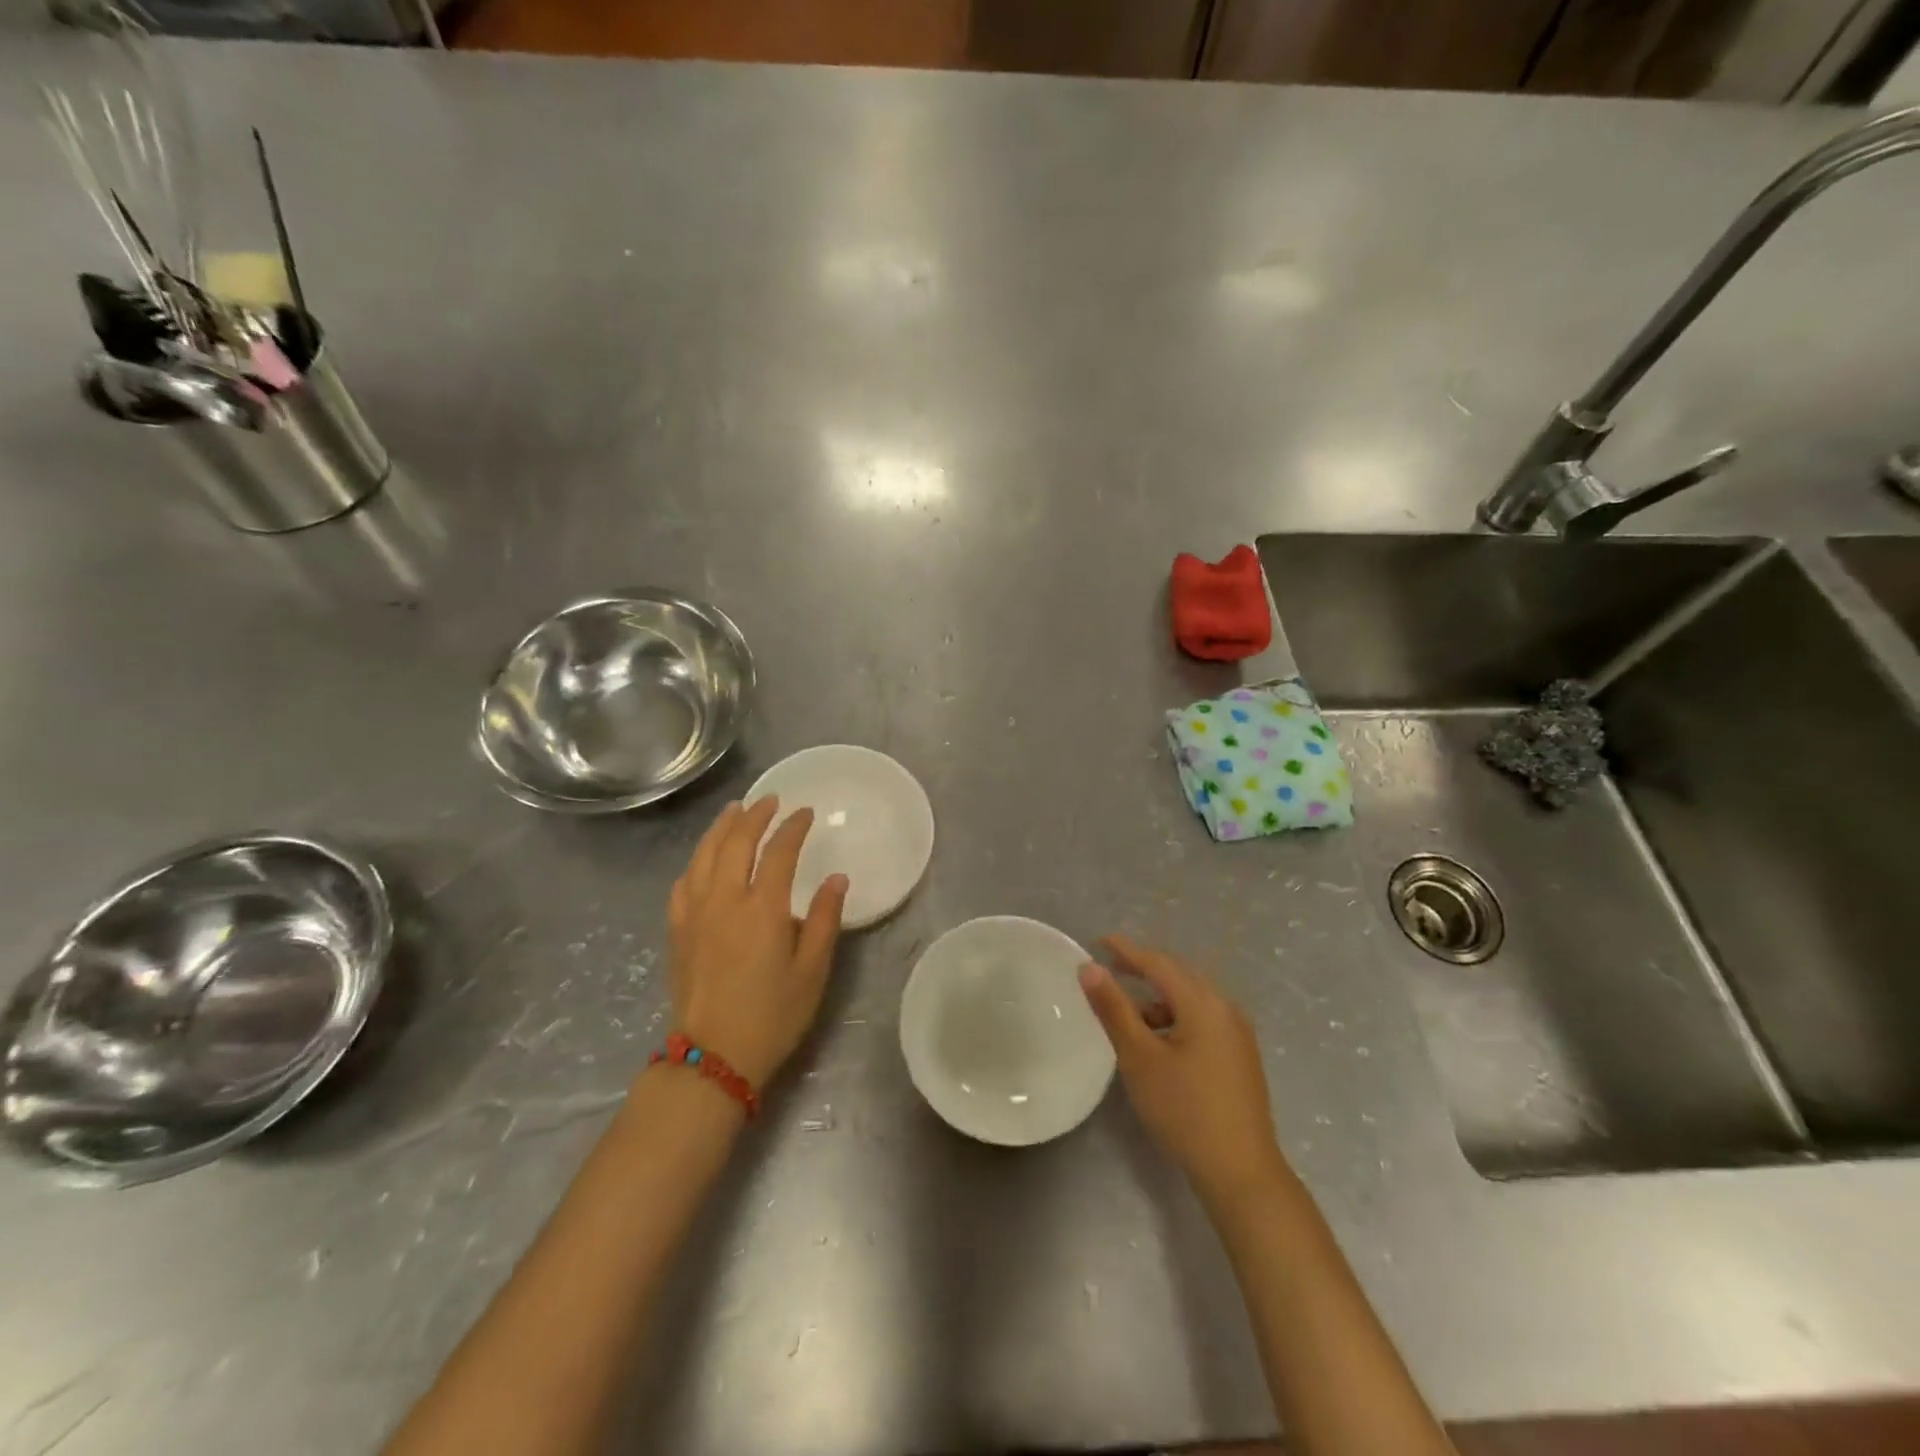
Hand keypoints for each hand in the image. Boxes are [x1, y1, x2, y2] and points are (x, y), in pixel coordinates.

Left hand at [666, 798, 848, 1089]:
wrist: (713, 1058)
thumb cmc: (772, 1016)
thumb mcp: (812, 971)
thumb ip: (824, 920)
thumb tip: (836, 879)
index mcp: (762, 909)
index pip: (778, 851)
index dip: (793, 827)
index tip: (806, 812)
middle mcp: (725, 901)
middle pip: (735, 842)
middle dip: (754, 815)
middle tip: (770, 800)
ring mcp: (695, 914)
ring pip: (704, 855)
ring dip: (720, 828)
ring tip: (734, 810)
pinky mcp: (677, 931)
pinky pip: (683, 883)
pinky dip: (696, 861)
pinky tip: (703, 859)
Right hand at [1079, 935, 1287, 1203]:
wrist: (1242, 1172)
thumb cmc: (1184, 1110)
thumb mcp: (1140, 1057)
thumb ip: (1114, 1008)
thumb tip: (1090, 968)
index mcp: (1203, 1003)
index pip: (1158, 963)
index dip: (1126, 950)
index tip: (1098, 941)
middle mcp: (1225, 1008)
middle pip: (1178, 976)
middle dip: (1143, 969)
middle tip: (1109, 968)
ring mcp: (1237, 1033)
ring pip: (1191, 1000)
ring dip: (1158, 998)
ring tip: (1127, 1013)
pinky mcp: (1240, 1056)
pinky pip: (1202, 1020)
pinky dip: (1175, 1018)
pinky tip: (1158, 1041)